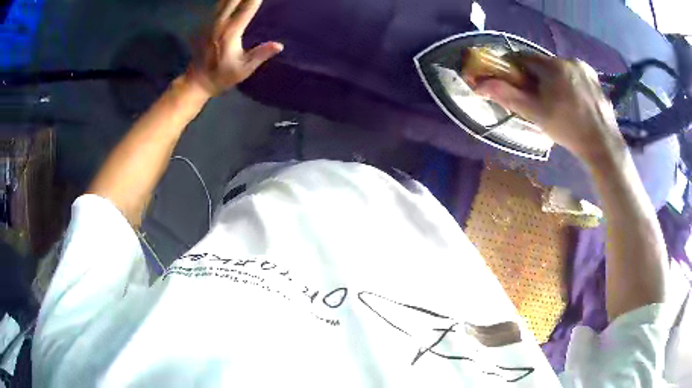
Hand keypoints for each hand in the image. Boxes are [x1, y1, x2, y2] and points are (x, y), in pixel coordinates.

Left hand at [188, 0, 282, 95]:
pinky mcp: (206, 24)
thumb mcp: (244, 69)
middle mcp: (220, 23)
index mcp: (230, 32)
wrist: (197, 80)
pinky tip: (233, 0)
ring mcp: (211, 22)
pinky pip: (219, 5)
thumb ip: (260, 55)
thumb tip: (279, 45)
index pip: (247, 8)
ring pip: (224, 0)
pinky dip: (227, 0)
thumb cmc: (222, 76)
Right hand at [474, 55, 624, 163]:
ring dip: (554, 80)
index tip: (516, 86)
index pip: (523, 58)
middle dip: (537, 78)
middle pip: (543, 64)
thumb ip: (509, 95)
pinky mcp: (595, 78)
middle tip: (539, 100)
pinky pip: (574, 75)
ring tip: (558, 103)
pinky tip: (573, 102)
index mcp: (553, 65)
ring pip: (559, 69)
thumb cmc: (568, 130)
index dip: (515, 71)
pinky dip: (569, 83)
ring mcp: (584, 68)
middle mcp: (568, 59)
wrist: (603, 145)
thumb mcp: (536, 114)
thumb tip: (480, 84)